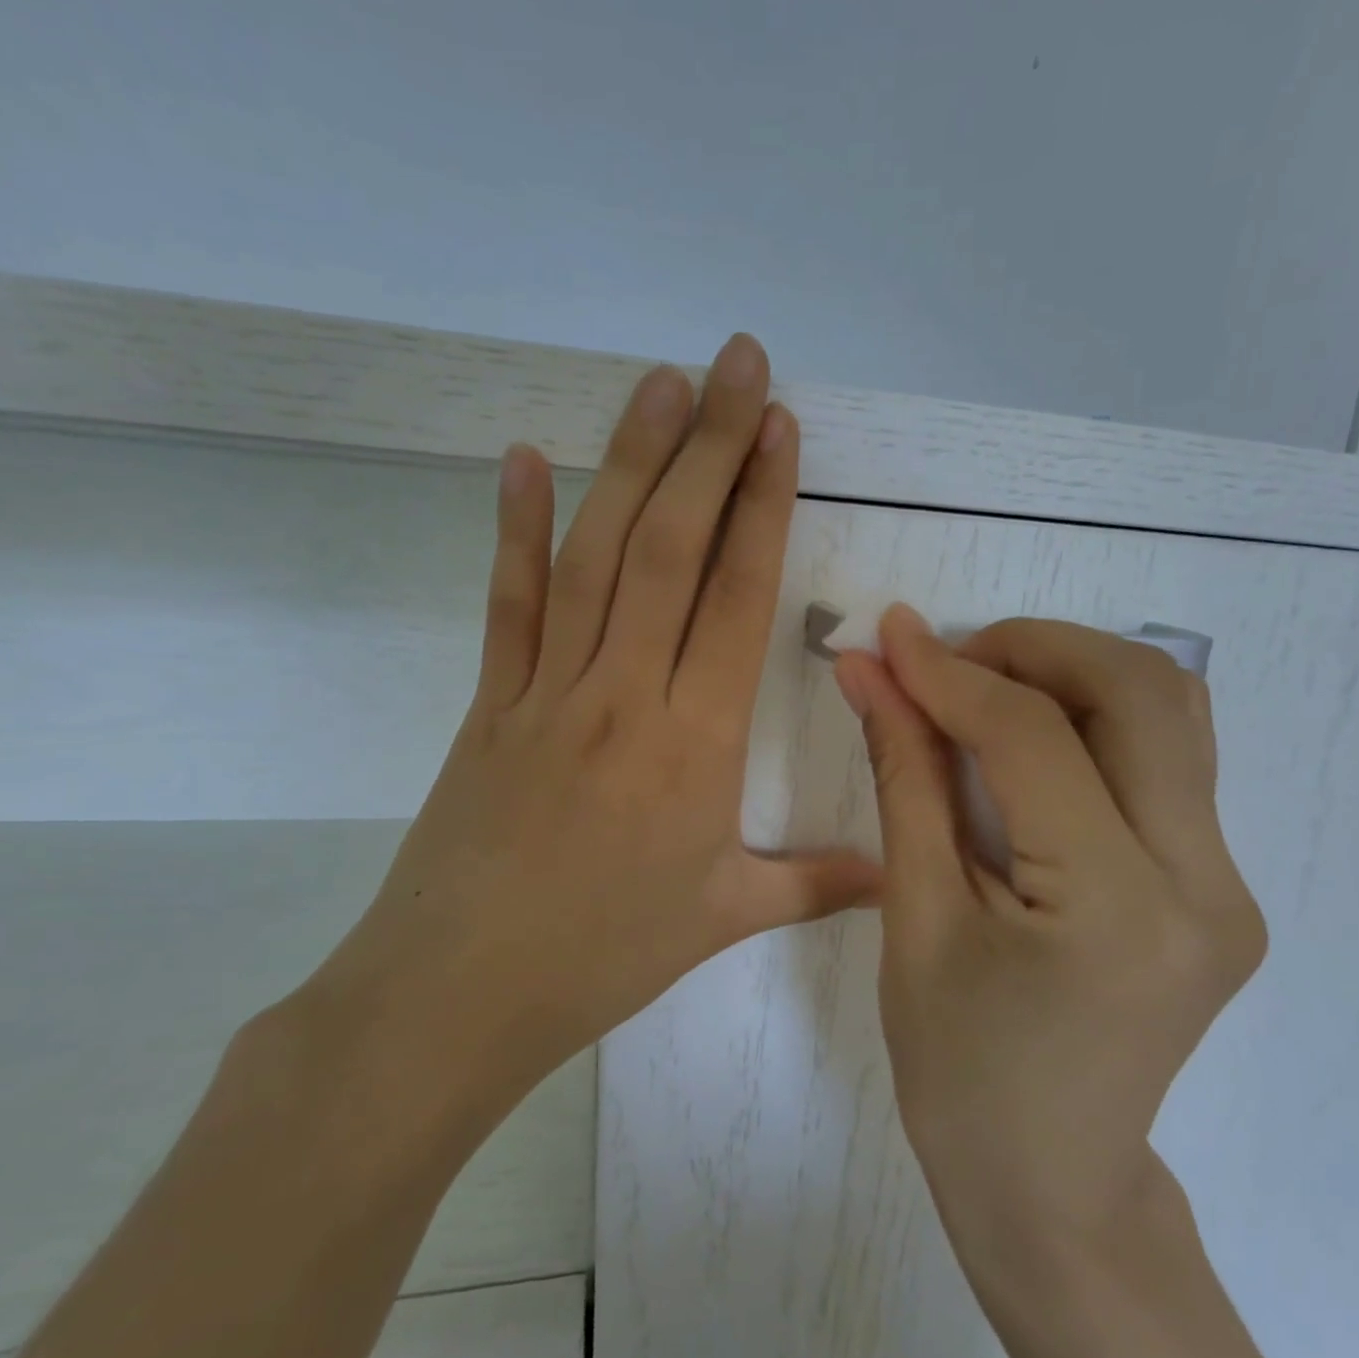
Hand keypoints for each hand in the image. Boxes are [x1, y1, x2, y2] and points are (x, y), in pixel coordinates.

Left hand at [313, 335, 879, 1139]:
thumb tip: (899, 878)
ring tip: (660, 383)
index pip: (738, 598)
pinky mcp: (489, 704)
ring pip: (593, 556)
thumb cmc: (603, 957)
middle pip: (670, 549)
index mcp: (696, 743)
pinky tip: (522, 460)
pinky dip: (513, 529)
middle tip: (735, 362)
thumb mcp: (724, 918)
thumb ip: (818, 884)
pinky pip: (507, 604)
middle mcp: (625, 694)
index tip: (781, 429)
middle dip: (710, 447)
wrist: (458, 995)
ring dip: (630, 463)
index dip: (763, 505)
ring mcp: (547, 691)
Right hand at [833, 609, 1266, 1261]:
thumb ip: (904, 777)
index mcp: (1116, 906)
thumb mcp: (917, 918)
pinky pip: (1169, 761)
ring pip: (1172, 712)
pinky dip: (1099, 719)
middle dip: (1034, 650)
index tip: (890, 637)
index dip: (951, 673)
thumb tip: (871, 674)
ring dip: (1074, 673)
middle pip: (1140, 692)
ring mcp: (1228, 885)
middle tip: (950, 662)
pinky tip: (1035, 740)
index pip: (1033, 738)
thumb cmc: (960, 1071)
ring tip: (987, 691)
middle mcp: (1204, 883)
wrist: (1052, 1183)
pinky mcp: (1221, 888)